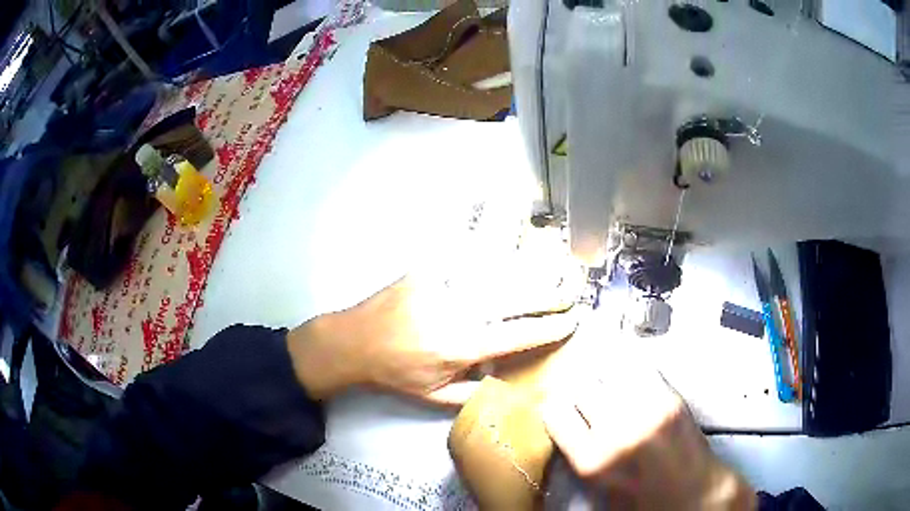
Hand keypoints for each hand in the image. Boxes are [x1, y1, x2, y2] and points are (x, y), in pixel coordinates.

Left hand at [287, 253, 579, 403]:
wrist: (353, 343)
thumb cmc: (395, 374)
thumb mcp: (434, 397)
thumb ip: (474, 392)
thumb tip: (505, 377)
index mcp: (461, 346)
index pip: (518, 335)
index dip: (549, 328)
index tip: (572, 321)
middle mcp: (458, 311)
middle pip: (515, 298)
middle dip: (550, 295)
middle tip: (573, 290)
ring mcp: (442, 284)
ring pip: (496, 272)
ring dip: (530, 269)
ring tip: (555, 266)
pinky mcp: (428, 268)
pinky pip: (466, 255)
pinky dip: (492, 249)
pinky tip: (511, 239)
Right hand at [540, 345, 754, 509]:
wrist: (694, 494)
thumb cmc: (643, 500)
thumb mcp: (599, 488)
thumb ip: (578, 455)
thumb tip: (564, 419)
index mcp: (591, 462)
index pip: (556, 412)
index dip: (558, 409)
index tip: (564, 410)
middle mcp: (616, 431)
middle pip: (582, 387)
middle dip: (583, 394)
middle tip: (590, 401)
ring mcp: (647, 411)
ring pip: (610, 373)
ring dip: (608, 381)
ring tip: (614, 390)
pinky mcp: (671, 399)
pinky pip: (640, 368)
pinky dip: (632, 370)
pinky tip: (633, 380)